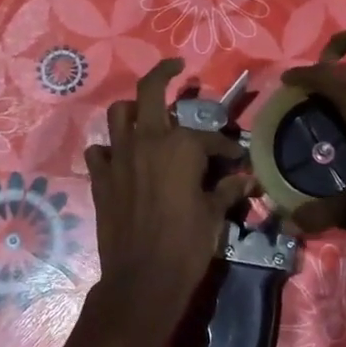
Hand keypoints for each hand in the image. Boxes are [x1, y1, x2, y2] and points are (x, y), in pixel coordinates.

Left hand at [84, 58, 254, 335]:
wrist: (142, 279)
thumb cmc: (186, 245)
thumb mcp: (214, 215)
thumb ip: (227, 189)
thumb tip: (246, 178)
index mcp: (180, 146)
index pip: (208, 135)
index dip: (226, 145)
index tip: (235, 158)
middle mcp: (146, 141)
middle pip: (149, 90)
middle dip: (164, 73)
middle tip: (176, 68)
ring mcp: (118, 157)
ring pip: (118, 114)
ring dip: (133, 110)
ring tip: (146, 116)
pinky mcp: (100, 178)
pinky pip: (99, 151)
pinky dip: (110, 149)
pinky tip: (122, 158)